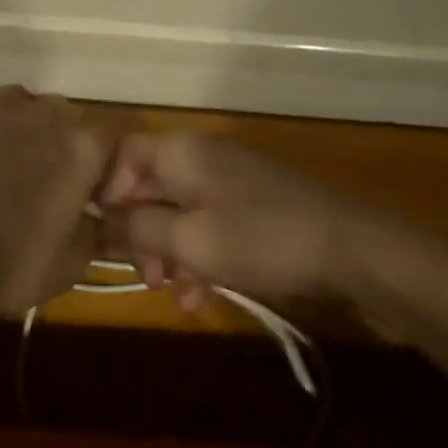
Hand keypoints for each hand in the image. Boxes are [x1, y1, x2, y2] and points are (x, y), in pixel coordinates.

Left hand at [0, 86, 113, 319]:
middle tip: (44, 183)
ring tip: (3, 170)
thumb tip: (95, 217)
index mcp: (83, 146)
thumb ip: (95, 229)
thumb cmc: (10, 262)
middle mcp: (45, 112)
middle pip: (65, 119)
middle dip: (60, 145)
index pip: (109, 142)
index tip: (89, 197)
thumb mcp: (71, 263)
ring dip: (20, 133)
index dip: (101, 169)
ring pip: (20, 110)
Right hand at [97, 130, 380, 303]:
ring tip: (174, 294)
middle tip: (144, 276)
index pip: (123, 154)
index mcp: (182, 151)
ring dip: (169, 251)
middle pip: (149, 185)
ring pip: (178, 209)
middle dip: (140, 233)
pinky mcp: (250, 201)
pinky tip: (201, 296)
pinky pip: (208, 221)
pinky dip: (199, 253)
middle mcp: (202, 156)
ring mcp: (229, 178)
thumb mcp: (190, 240)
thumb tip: (99, 221)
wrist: (348, 246)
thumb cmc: (260, 238)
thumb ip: (138, 229)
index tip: (102, 237)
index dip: (105, 193)